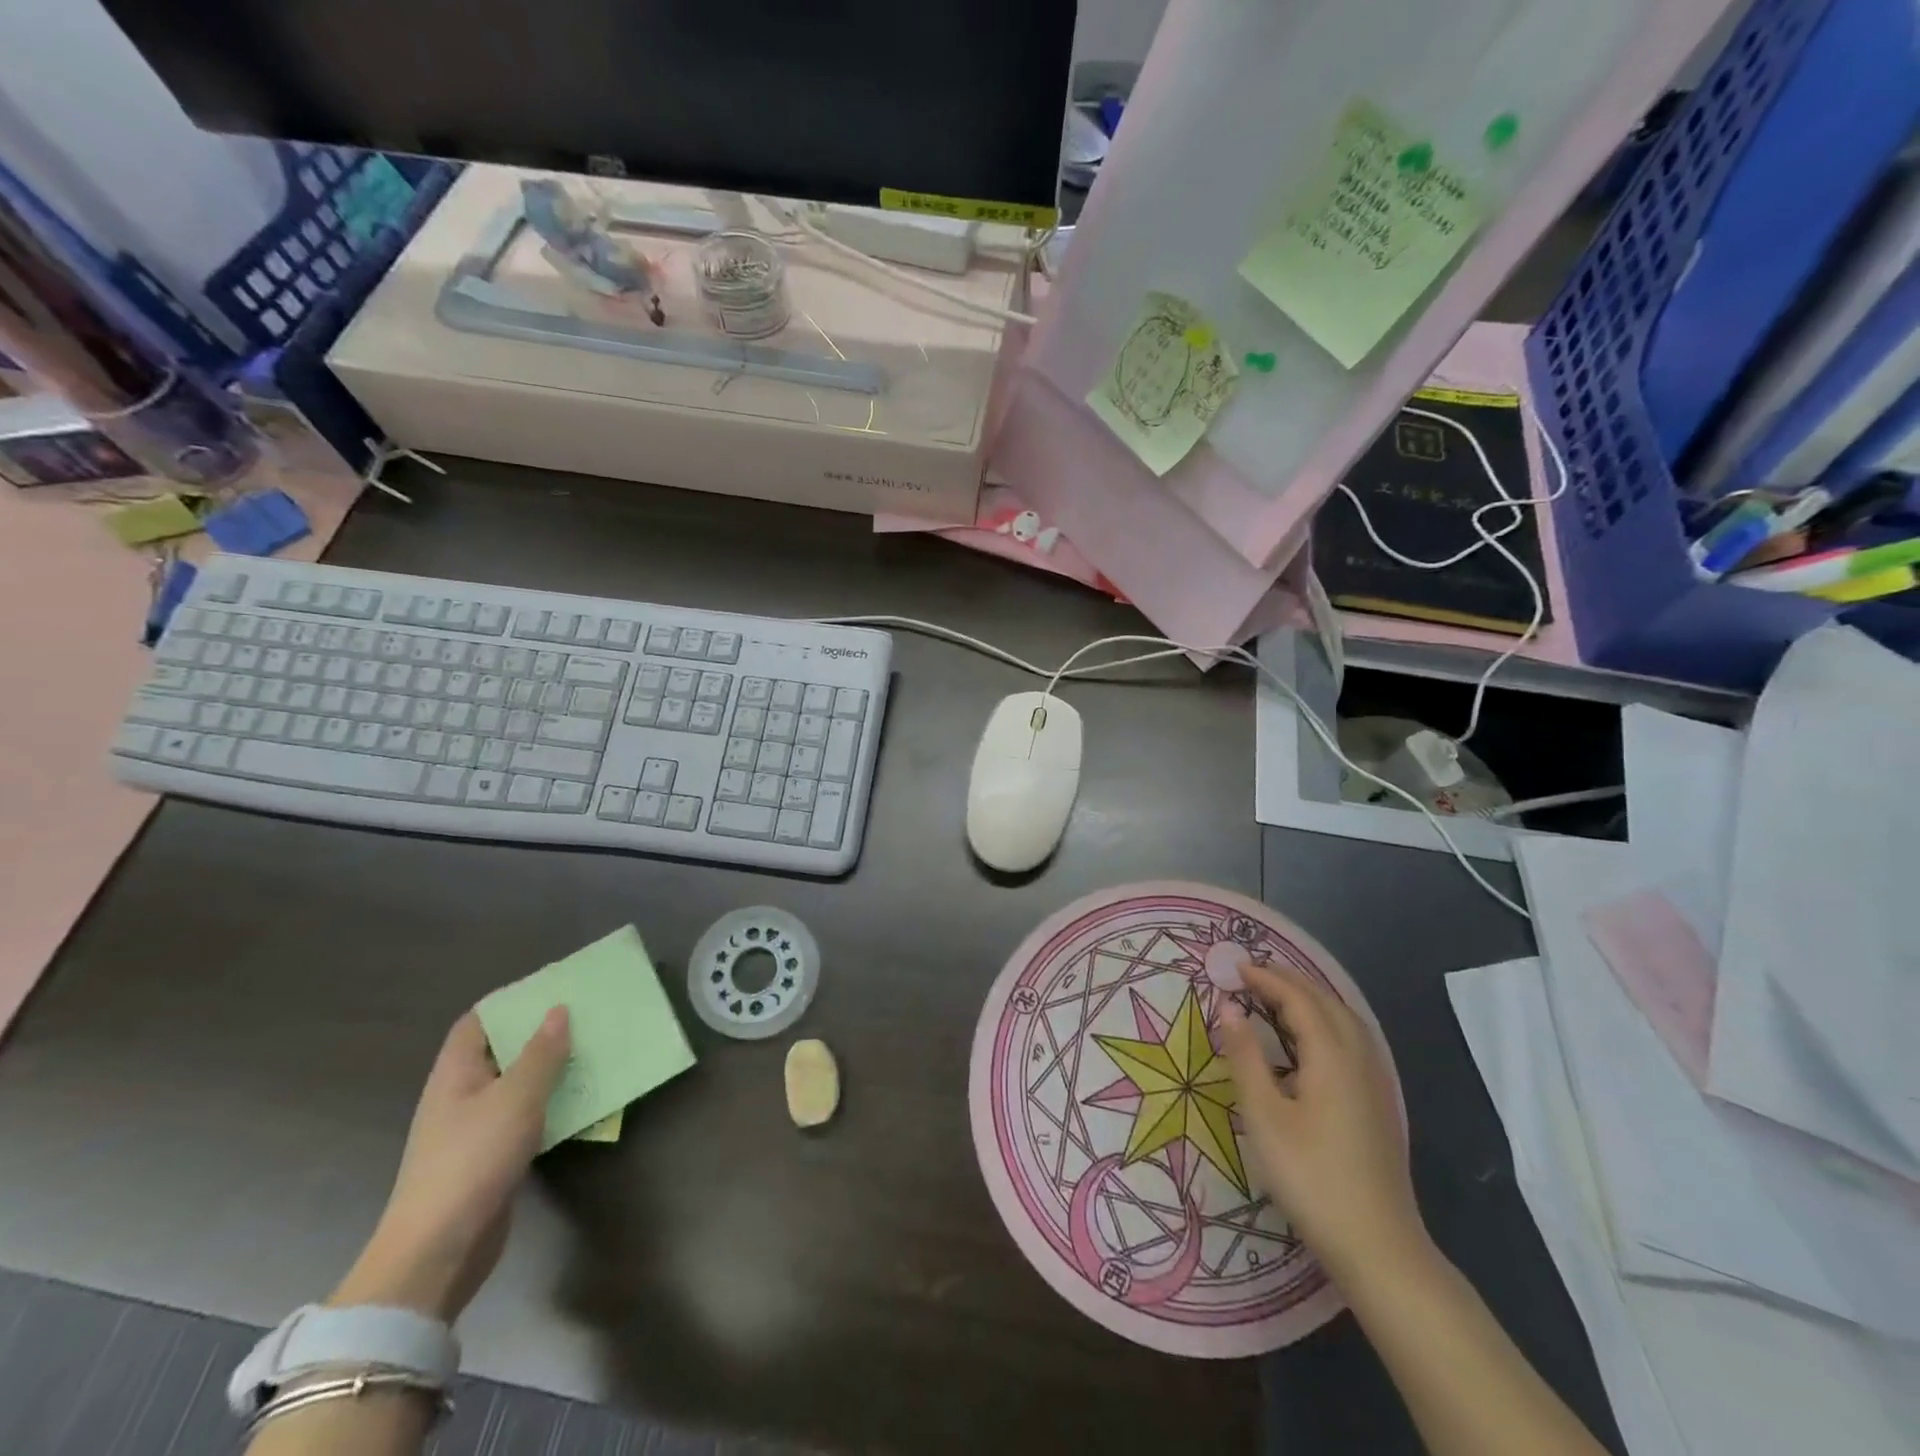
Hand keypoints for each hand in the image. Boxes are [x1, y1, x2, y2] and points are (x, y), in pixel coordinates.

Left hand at [329, 1007, 570, 1322]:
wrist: (438, 1252)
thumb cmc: (472, 1161)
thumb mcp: (515, 1098)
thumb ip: (541, 1053)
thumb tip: (558, 1011)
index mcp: (456, 1074)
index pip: (477, 1022)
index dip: (510, 1002)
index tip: (552, 989)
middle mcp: (461, 1096)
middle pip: (501, 1051)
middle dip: (540, 1034)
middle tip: (585, 1016)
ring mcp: (474, 1130)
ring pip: (517, 1085)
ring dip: (550, 1070)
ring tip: (593, 1051)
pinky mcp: (491, 1158)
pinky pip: (525, 1117)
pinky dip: (550, 1104)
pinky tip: (582, 1101)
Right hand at [1217, 961, 1425, 1280]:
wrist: (1377, 1247)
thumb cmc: (1311, 1177)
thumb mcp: (1264, 1116)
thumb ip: (1245, 1056)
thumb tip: (1229, 1007)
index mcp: (1332, 1056)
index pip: (1298, 999)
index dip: (1266, 979)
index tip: (1233, 968)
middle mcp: (1359, 1059)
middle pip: (1326, 1002)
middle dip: (1289, 982)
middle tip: (1251, 975)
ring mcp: (1375, 1082)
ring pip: (1345, 1021)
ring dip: (1310, 1000)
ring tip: (1276, 997)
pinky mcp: (1378, 1104)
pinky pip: (1353, 1041)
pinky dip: (1326, 1023)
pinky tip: (1310, 1042)